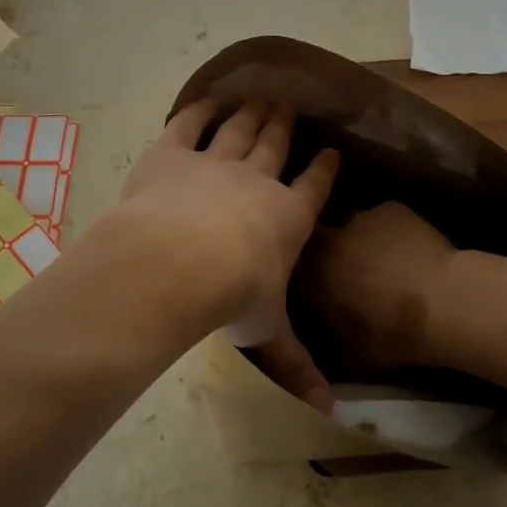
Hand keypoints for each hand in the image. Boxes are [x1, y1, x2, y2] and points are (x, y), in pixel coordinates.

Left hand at [116, 98, 338, 400]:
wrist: (177, 262)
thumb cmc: (231, 296)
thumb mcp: (267, 332)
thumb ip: (296, 365)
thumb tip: (330, 411)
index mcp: (288, 217)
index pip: (315, 186)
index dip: (325, 168)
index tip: (332, 151)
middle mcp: (258, 180)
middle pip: (276, 145)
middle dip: (287, 125)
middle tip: (293, 106)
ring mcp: (215, 161)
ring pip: (240, 129)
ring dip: (253, 112)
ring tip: (263, 96)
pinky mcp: (173, 152)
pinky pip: (190, 123)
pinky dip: (199, 109)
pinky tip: (207, 99)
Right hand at [300, 202, 457, 374]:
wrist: (443, 303)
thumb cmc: (392, 334)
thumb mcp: (349, 352)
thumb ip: (327, 335)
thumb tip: (319, 332)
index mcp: (310, 275)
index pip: (293, 267)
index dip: (304, 275)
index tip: (315, 285)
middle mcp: (326, 240)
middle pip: (319, 239)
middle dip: (328, 251)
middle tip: (348, 270)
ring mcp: (359, 218)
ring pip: (353, 226)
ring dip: (360, 240)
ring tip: (382, 261)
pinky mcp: (390, 208)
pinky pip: (383, 218)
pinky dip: (391, 232)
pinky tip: (409, 250)